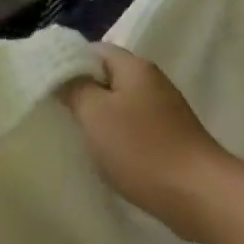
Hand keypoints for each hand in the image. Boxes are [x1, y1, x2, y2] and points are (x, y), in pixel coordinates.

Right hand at [63, 46, 235, 236]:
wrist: (198, 194)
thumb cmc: (142, 149)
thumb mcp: (96, 114)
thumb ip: (75, 88)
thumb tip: (63, 73)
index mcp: (135, 67)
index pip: (95, 50)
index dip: (68, 62)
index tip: (45, 82)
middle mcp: (152, 81)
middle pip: (108, 76)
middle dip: (81, 90)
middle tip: (54, 109)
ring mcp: (164, 110)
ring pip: (120, 103)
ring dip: (98, 116)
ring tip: (73, 133)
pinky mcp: (170, 137)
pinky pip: (133, 127)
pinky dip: (116, 135)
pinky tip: (103, 153)